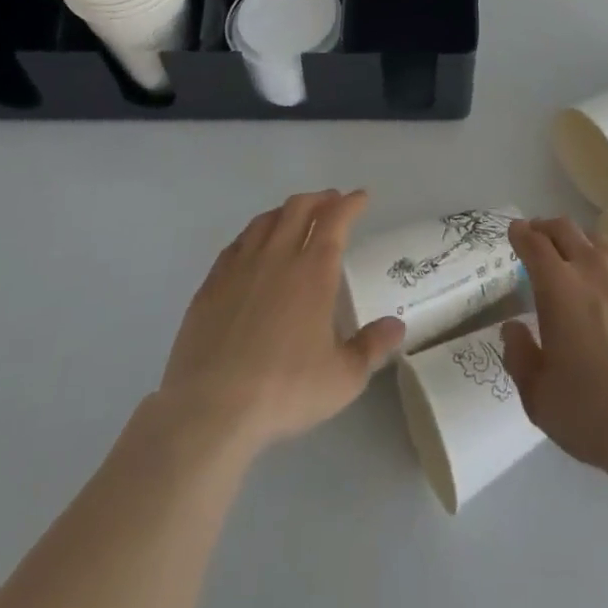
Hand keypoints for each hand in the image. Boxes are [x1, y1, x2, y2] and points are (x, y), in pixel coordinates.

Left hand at [156, 190, 404, 454]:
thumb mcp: (342, 379)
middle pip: (299, 208)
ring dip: (285, 211)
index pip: (336, 219)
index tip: (361, 197)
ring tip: (294, 217)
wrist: (210, 410)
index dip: (351, 203)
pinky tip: (252, 247)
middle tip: (331, 202)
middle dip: (319, 199)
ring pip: (265, 221)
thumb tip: (397, 326)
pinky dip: (252, 235)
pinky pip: (236, 244)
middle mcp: (278, 256)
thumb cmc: (284, 390)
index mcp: (313, 270)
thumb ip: (372, 347)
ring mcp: (240, 268)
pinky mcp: (210, 285)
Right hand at [501, 217, 607, 485]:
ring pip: (599, 243)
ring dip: (580, 244)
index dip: (521, 233)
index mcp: (559, 287)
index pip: (534, 244)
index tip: (515, 230)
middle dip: (547, 227)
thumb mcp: (538, 397)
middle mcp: (594, 269)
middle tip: (538, 235)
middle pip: (566, 229)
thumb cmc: (592, 413)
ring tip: (576, 260)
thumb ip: (519, 355)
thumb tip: (512, 328)